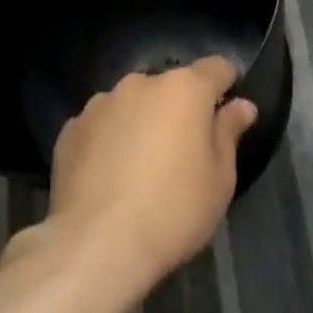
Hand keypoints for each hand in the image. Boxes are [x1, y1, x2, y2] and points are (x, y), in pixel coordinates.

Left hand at [43, 56, 256, 292]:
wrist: (96, 244)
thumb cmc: (173, 210)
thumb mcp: (220, 179)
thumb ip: (229, 133)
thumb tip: (241, 105)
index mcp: (184, 88)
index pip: (217, 68)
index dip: (228, 85)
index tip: (228, 112)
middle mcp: (140, 83)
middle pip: (170, 87)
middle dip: (180, 109)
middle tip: (184, 152)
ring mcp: (100, 103)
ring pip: (133, 104)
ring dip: (142, 122)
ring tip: (141, 167)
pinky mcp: (71, 129)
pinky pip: (101, 126)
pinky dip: (109, 141)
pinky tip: (109, 178)